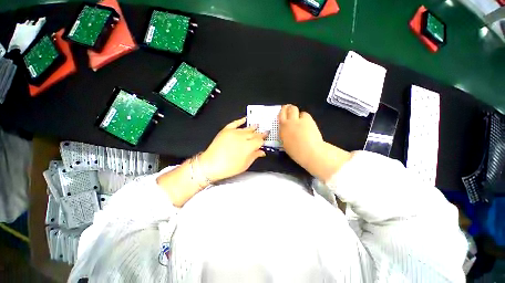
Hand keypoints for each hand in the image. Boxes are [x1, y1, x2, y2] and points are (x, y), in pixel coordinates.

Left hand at [199, 117, 267, 181]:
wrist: (210, 165)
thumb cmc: (227, 167)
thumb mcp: (245, 165)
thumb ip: (255, 156)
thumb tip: (261, 152)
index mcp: (248, 146)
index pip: (260, 140)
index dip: (263, 140)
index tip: (265, 140)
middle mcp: (242, 137)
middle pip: (254, 133)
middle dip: (260, 134)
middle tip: (264, 133)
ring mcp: (234, 132)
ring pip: (247, 128)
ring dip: (253, 127)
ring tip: (257, 126)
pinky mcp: (226, 130)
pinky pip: (235, 123)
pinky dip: (241, 120)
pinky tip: (245, 119)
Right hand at [279, 105, 350, 181]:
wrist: (309, 151)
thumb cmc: (296, 151)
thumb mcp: (285, 143)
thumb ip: (285, 134)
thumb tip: (286, 131)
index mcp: (283, 128)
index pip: (281, 115)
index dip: (283, 111)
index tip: (283, 111)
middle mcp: (291, 122)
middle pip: (290, 109)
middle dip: (290, 108)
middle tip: (291, 110)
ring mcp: (300, 120)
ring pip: (299, 111)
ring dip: (299, 114)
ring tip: (301, 120)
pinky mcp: (309, 121)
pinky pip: (306, 115)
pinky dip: (306, 118)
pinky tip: (307, 124)